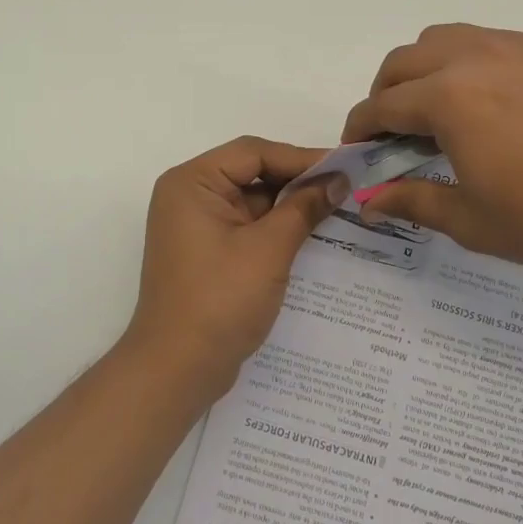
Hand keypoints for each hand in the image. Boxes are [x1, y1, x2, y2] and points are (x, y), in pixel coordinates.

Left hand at [126, 136, 348, 399]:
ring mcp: (196, 226)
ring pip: (252, 201)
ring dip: (290, 206)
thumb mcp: (269, 249)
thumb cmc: (219, 300)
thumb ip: (304, 208)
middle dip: (297, 181)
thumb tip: (338, 180)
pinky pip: (247, 226)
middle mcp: (189, 196)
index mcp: (192, 183)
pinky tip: (313, 234)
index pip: (253, 153)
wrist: (177, 370)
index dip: (301, 157)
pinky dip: (276, 229)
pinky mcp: (206, 252)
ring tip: (338, 208)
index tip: (344, 165)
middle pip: (251, 173)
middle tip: (346, 186)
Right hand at [341, 24, 522, 268]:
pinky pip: (492, 41)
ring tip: (439, 105)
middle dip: (385, 92)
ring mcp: (516, 46)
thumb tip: (367, 203)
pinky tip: (494, 99)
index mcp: (448, 98)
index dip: (360, 127)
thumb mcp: (470, 220)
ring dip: (425, 67)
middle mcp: (474, 57)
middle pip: (404, 60)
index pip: (382, 104)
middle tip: (393, 128)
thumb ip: (411, 201)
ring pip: (446, 37)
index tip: (357, 147)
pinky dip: (473, 62)